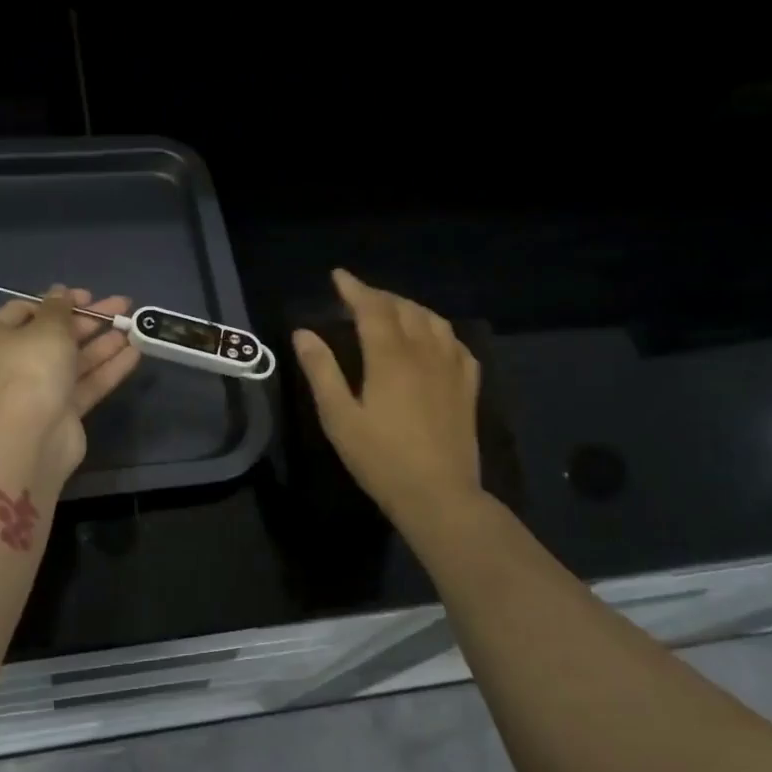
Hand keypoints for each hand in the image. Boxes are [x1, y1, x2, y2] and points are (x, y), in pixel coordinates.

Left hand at [0, 286, 139, 479]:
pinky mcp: (62, 411)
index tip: (87, 296)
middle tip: (122, 306)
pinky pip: (87, 383)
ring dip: (103, 343)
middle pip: (55, 334)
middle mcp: (14, 362)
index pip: (25, 310)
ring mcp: (39, 389)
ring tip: (134, 327)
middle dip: (89, 320)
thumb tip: (60, 292)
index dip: (57, 301)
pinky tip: (134, 354)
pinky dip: (108, 368)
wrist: (31, 436)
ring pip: (74, 360)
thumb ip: (59, 307)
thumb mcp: (47, 327)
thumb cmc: (31, 369)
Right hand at [291, 269, 481, 521]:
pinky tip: (432, 340)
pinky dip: (438, 331)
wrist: (438, 495)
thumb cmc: (381, 459)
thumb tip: (303, 333)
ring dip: (409, 308)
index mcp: (390, 357)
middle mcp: (424, 352)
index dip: (354, 288)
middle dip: (379, 297)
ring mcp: (451, 368)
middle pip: (404, 308)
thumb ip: (321, 371)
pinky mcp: (468, 387)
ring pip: (433, 320)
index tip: (338, 276)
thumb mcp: (339, 418)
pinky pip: (456, 344)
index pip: (372, 308)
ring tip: (392, 312)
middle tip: (358, 297)